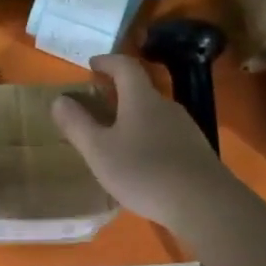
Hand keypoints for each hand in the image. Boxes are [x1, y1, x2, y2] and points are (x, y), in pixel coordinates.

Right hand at [51, 54, 229, 236]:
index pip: (125, 66)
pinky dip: (149, 137)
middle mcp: (166, 105)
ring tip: (117, 135)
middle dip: (119, 91)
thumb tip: (59, 99)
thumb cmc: (145, 172)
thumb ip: (77, 124)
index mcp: (141, 98)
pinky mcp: (196, 151)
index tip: (92, 64)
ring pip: (154, 113)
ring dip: (134, 116)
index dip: (107, 61)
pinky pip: (166, 134)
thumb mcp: (99, 151)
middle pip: (141, 89)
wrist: (205, 204)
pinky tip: (143, 162)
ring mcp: (186, 128)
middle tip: (99, 102)